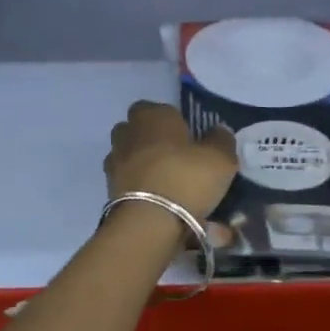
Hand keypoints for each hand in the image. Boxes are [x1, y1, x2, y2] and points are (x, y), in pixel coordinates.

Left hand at [104, 101, 238, 221]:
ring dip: (142, 164)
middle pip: (138, 130)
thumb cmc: (186, 179)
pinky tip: (155, 200)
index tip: (188, 137)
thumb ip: (221, 140)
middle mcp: (127, 133)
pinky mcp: (108, 190)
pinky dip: (137, 187)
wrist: (149, 223)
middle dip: (152, 140)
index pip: (157, 108)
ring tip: (165, 183)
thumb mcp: (221, 159)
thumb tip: (218, 132)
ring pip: (129, 156)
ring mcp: (114, 162)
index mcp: (152, 116)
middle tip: (176, 159)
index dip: (172, 121)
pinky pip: (126, 181)